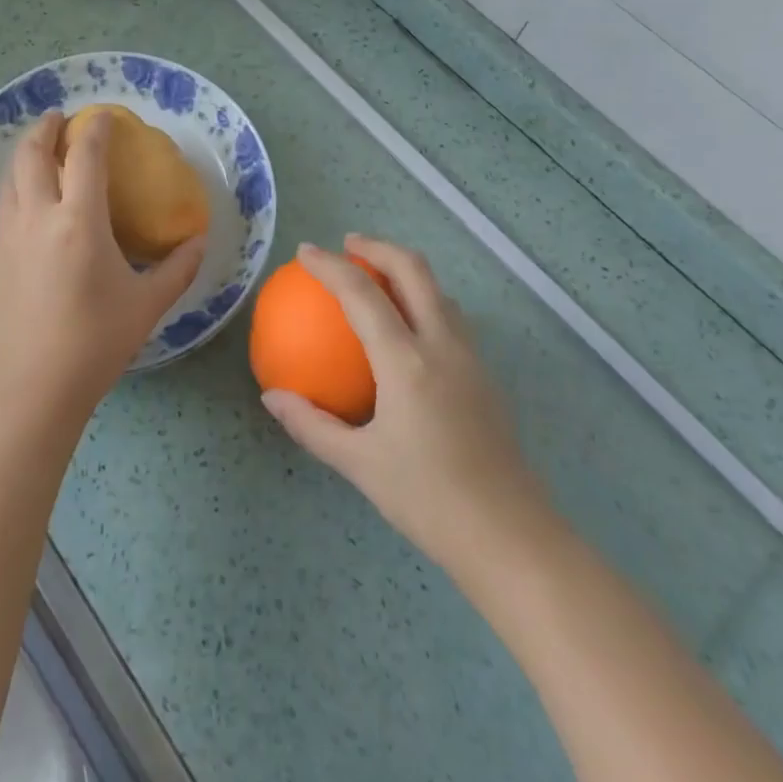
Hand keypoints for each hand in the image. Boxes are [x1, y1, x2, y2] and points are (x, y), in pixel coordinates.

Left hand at [0, 111, 205, 425]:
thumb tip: (199, 241)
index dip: (94, 129)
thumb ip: (178, 268)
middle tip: (58, 118)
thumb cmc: (97, 342)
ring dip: (25, 156)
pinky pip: (3, 210)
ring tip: (40, 151)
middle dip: (45, 128)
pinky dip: (15, 191)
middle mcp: (37, 218)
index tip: (102, 115)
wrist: (34, 387)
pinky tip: (28, 206)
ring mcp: (8, 238)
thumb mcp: (147, 304)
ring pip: (10, 180)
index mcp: (78, 222)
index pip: (84, 156)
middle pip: (32, 155)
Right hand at [261, 236, 554, 572]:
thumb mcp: (359, 465)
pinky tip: (408, 329)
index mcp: (406, 361)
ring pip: (439, 291)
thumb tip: (272, 397)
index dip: (330, 265)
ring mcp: (471, 358)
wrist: (510, 538)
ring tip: (377, 277)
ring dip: (406, 271)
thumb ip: (311, 425)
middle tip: (348, 244)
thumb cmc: (428, 499)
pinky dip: (424, 300)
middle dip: (378, 247)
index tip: (304, 252)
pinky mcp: (486, 377)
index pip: (362, 293)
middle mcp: (442, 345)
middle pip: (414, 270)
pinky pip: (451, 318)